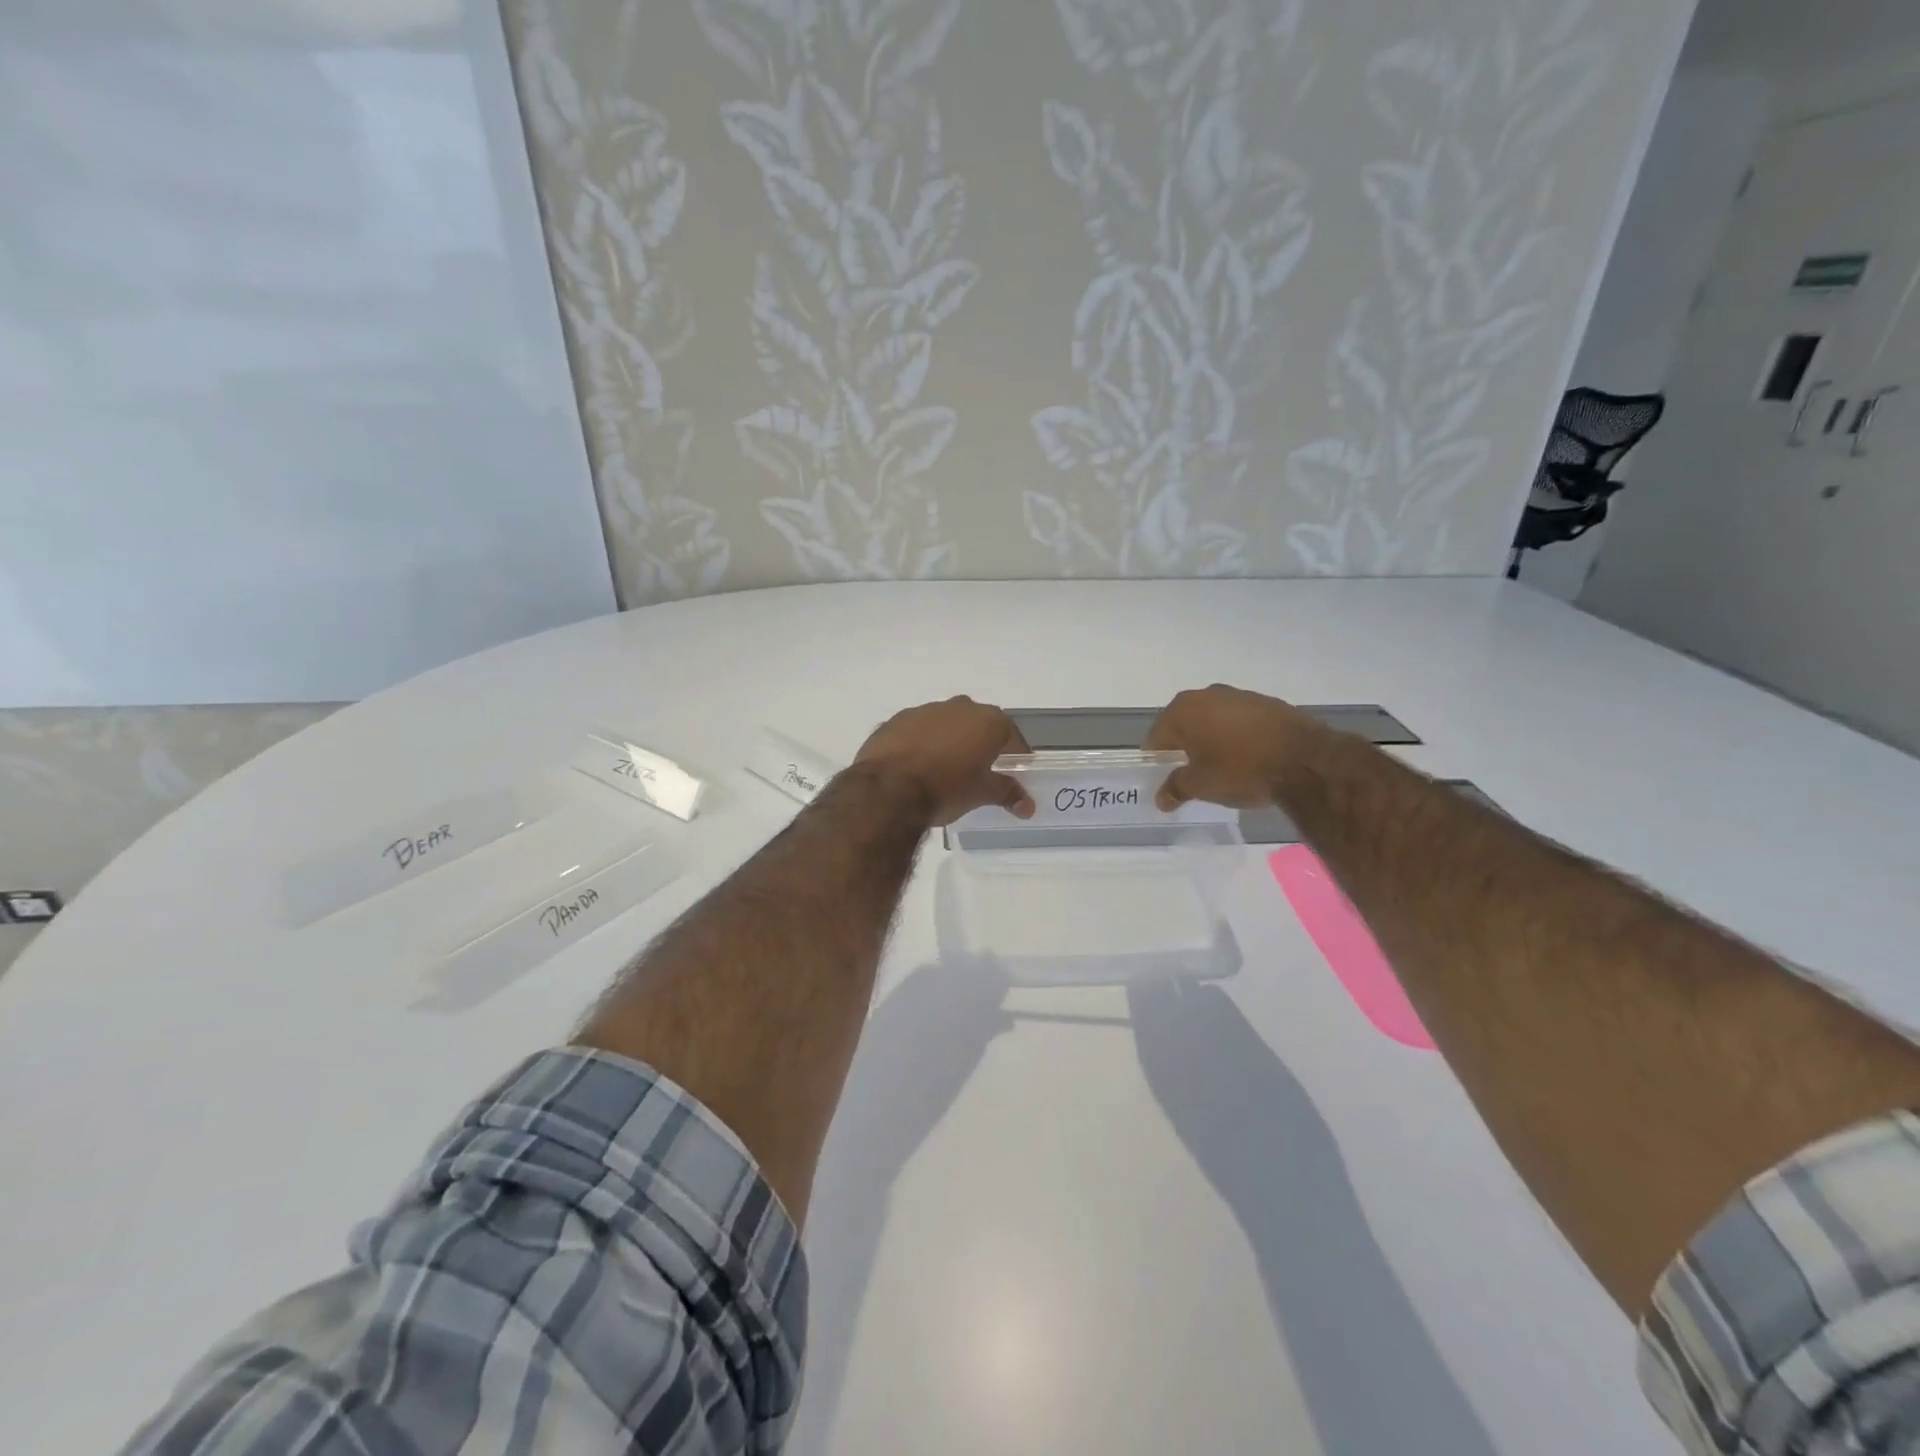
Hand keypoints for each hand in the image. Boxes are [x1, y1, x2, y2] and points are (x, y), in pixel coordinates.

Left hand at [855, 696, 1034, 826]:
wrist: (888, 789)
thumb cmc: (946, 788)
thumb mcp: (982, 793)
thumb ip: (1007, 793)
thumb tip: (1028, 805)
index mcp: (987, 720)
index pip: (1012, 737)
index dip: (1015, 756)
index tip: (1014, 773)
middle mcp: (959, 707)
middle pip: (978, 726)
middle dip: (981, 746)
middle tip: (979, 772)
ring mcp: (925, 710)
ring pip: (945, 725)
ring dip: (949, 742)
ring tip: (944, 771)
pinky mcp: (896, 720)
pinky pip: (917, 731)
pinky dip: (921, 744)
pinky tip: (916, 767)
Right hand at [1145, 684, 1318, 809]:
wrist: (1305, 759)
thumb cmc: (1240, 770)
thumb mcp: (1201, 785)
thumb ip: (1176, 788)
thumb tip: (1161, 798)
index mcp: (1182, 711)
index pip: (1157, 736)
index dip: (1157, 759)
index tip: (1164, 777)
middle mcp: (1206, 695)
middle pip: (1184, 723)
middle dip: (1184, 745)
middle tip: (1190, 772)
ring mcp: (1239, 695)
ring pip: (1214, 719)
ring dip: (1212, 738)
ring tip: (1221, 765)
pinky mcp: (1268, 702)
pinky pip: (1241, 720)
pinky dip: (1238, 735)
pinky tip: (1248, 756)